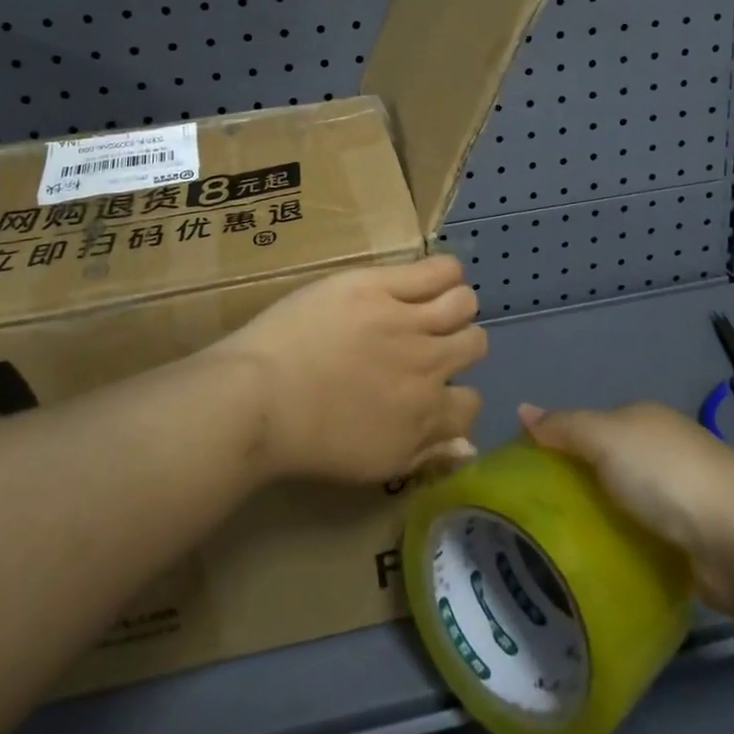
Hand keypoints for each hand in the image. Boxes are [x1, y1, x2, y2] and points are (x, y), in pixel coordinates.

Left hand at [223, 255, 487, 483]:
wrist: (258, 399)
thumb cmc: (305, 439)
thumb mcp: (374, 464)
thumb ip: (426, 453)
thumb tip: (468, 445)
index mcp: (426, 416)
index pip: (472, 403)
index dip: (455, 395)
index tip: (431, 388)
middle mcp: (429, 367)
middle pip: (475, 343)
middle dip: (457, 345)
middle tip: (426, 342)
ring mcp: (408, 322)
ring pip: (463, 303)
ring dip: (454, 306)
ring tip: (428, 306)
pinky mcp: (382, 286)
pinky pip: (440, 270)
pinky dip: (444, 272)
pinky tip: (429, 278)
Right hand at [519, 401, 733, 615]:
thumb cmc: (665, 475)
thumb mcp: (604, 439)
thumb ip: (564, 427)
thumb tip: (522, 409)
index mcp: (643, 420)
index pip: (589, 426)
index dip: (558, 443)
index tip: (527, 473)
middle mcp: (662, 452)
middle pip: (607, 466)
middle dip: (578, 486)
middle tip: (538, 516)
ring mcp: (681, 498)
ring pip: (625, 505)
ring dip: (602, 521)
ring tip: (559, 547)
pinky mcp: (692, 542)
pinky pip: (645, 541)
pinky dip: (626, 550)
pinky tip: (601, 567)